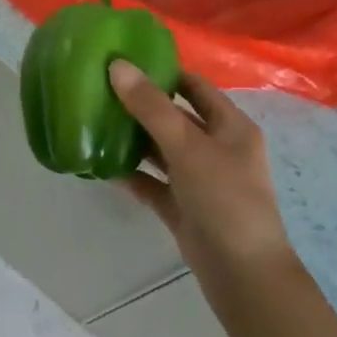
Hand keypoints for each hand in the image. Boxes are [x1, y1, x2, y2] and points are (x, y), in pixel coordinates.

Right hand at [108, 62, 296, 312]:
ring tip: (93, 121)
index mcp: (230, 127)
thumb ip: (151, 107)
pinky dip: (131, 174)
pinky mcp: (183, 208)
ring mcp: (200, 180)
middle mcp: (217, 149)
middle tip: (99, 89)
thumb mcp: (188, 146)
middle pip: (175, 118)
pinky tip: (101, 165)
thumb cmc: (224, 199)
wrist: (243, 275)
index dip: (164, 72)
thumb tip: (118, 66)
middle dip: (140, 105)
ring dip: (133, 139)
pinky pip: (153, 183)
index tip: (125, 61)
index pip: (195, 87)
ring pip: (161, 151)